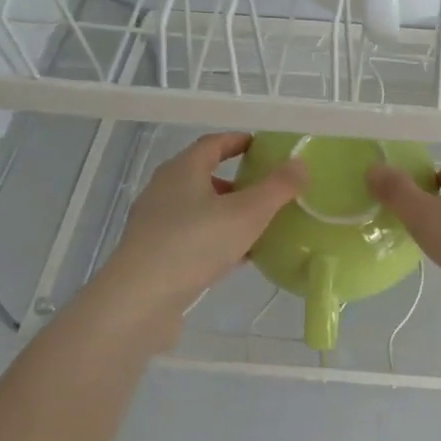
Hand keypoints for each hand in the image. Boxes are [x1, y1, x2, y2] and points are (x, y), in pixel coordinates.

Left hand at [97, 133, 305, 330]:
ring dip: (225, 212)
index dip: (237, 141)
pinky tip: (236, 256)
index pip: (212, 144)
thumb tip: (300, 163)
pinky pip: (192, 236)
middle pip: (202, 176)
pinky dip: (215, 237)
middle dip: (234, 181)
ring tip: (255, 225)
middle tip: (264, 189)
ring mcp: (155, 223)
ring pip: (197, 208)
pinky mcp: (153, 253)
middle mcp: (164, 190)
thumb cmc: (196, 244)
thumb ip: (277, 187)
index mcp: (183, 170)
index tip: (260, 146)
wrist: (141, 299)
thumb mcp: (248, 213)